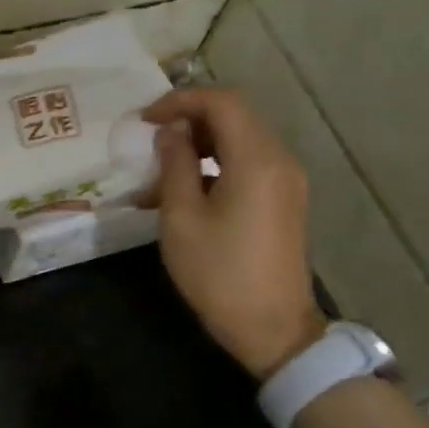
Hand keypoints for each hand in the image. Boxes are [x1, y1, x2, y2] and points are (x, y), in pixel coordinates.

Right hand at [141, 86, 325, 379]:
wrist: (270, 326)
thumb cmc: (218, 272)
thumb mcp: (181, 217)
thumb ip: (174, 165)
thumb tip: (171, 132)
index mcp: (256, 159)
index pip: (222, 102)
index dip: (180, 101)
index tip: (143, 119)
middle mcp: (279, 160)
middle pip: (234, 118)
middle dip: (187, 122)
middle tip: (147, 143)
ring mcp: (285, 181)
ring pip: (238, 143)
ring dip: (196, 149)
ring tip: (155, 179)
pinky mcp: (283, 202)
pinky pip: (246, 167)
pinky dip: (212, 169)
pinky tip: (179, 197)